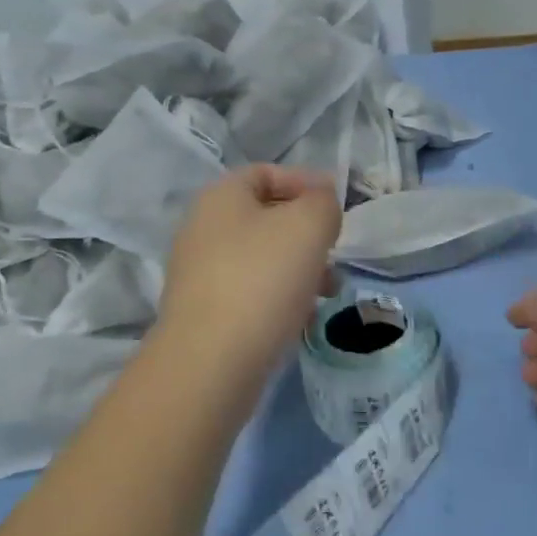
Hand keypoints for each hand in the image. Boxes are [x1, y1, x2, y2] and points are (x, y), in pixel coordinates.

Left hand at [159, 165, 341, 386]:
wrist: (210, 363)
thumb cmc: (262, 279)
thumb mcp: (308, 225)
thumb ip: (322, 203)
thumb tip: (320, 203)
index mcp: (220, 197)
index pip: (266, 173)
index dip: (305, 182)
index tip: (337, 207)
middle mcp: (202, 228)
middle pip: (265, 218)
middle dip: (307, 233)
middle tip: (335, 253)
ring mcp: (199, 273)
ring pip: (261, 258)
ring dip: (299, 268)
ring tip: (329, 291)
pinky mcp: (204, 314)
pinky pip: (250, 293)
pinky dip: (279, 298)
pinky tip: (302, 319)